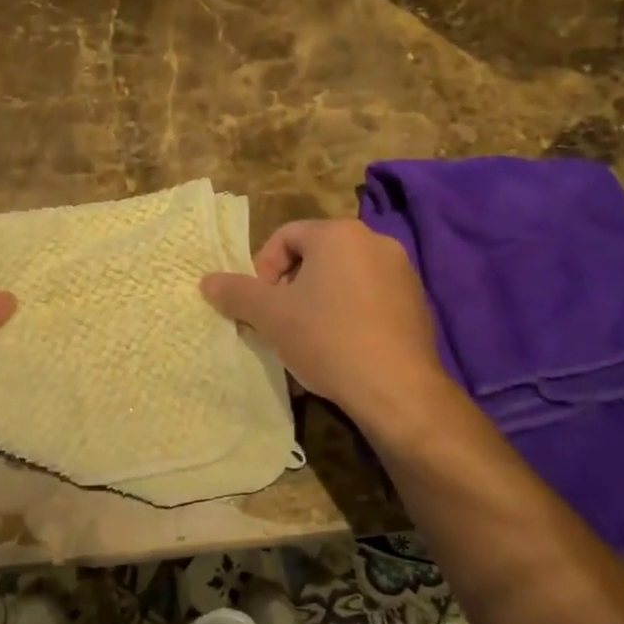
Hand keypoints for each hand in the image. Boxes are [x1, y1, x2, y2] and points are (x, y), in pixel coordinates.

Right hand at [200, 219, 458, 445]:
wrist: (396, 389)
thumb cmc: (327, 339)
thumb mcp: (271, 316)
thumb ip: (236, 292)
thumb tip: (206, 281)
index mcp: (338, 234)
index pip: (286, 236)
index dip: (264, 268)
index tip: (261, 303)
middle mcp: (375, 241)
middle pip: (317, 254)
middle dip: (292, 284)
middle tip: (281, 320)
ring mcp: (402, 271)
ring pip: (345, 276)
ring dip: (321, 299)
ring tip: (310, 336)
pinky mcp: (418, 302)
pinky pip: (371, 296)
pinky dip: (351, 312)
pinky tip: (343, 346)